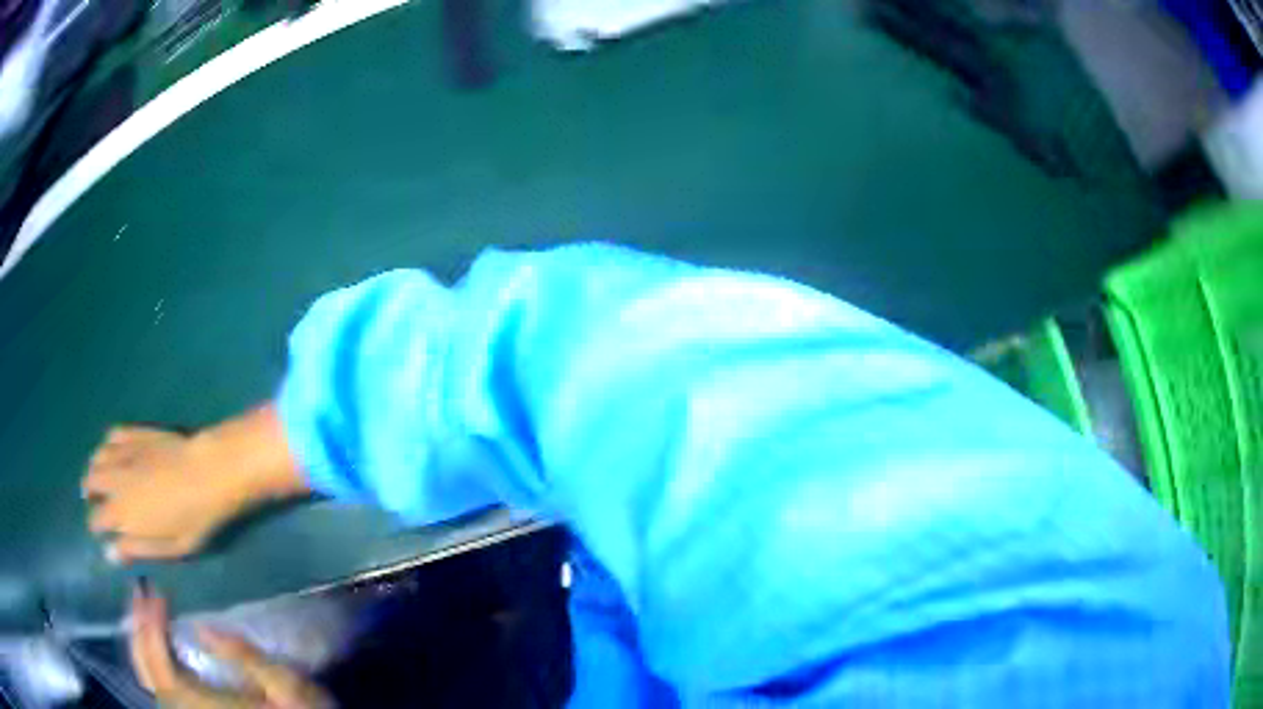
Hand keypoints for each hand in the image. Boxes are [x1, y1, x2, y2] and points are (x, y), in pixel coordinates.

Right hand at [83, 405, 309, 562]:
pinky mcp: (135, 433)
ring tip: (98, 476)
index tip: (99, 531)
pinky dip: (107, 444)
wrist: (208, 473)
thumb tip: (109, 554)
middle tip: (93, 499)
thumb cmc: (192, 519)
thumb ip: (136, 549)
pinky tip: (111, 449)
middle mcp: (115, 480)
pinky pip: (112, 435)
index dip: (96, 527)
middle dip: (90, 493)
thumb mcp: (168, 547)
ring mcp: (123, 453)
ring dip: (95, 468)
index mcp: (122, 512)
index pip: (97, 520)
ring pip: (97, 458)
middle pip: (91, 483)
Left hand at [131, 584, 333, 708]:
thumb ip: (247, 658)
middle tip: (140, 592)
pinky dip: (148, 660)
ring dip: (138, 643)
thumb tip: (202, 628)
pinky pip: (160, 688)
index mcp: (213, 708)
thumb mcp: (288, 686)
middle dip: (138, 631)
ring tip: (140, 609)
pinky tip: (151, 640)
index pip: (165, 671)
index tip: (157, 596)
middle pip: (150, 676)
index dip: (152, 631)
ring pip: (150, 682)